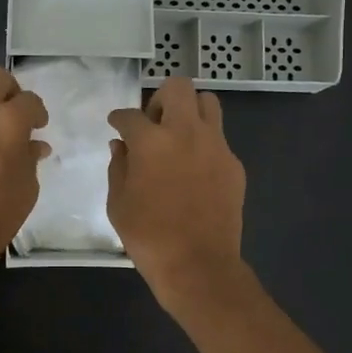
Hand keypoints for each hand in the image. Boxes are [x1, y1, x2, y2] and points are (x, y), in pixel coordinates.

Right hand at [107, 75, 247, 313]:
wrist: (198, 265)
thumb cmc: (149, 236)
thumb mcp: (118, 203)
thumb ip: (118, 167)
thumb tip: (121, 146)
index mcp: (151, 141)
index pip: (130, 115)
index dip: (119, 118)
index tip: (116, 124)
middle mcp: (186, 132)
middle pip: (178, 87)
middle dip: (160, 98)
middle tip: (152, 122)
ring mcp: (216, 146)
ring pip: (208, 103)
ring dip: (190, 111)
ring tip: (178, 136)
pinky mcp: (234, 164)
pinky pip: (219, 138)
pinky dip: (204, 143)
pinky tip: (194, 169)